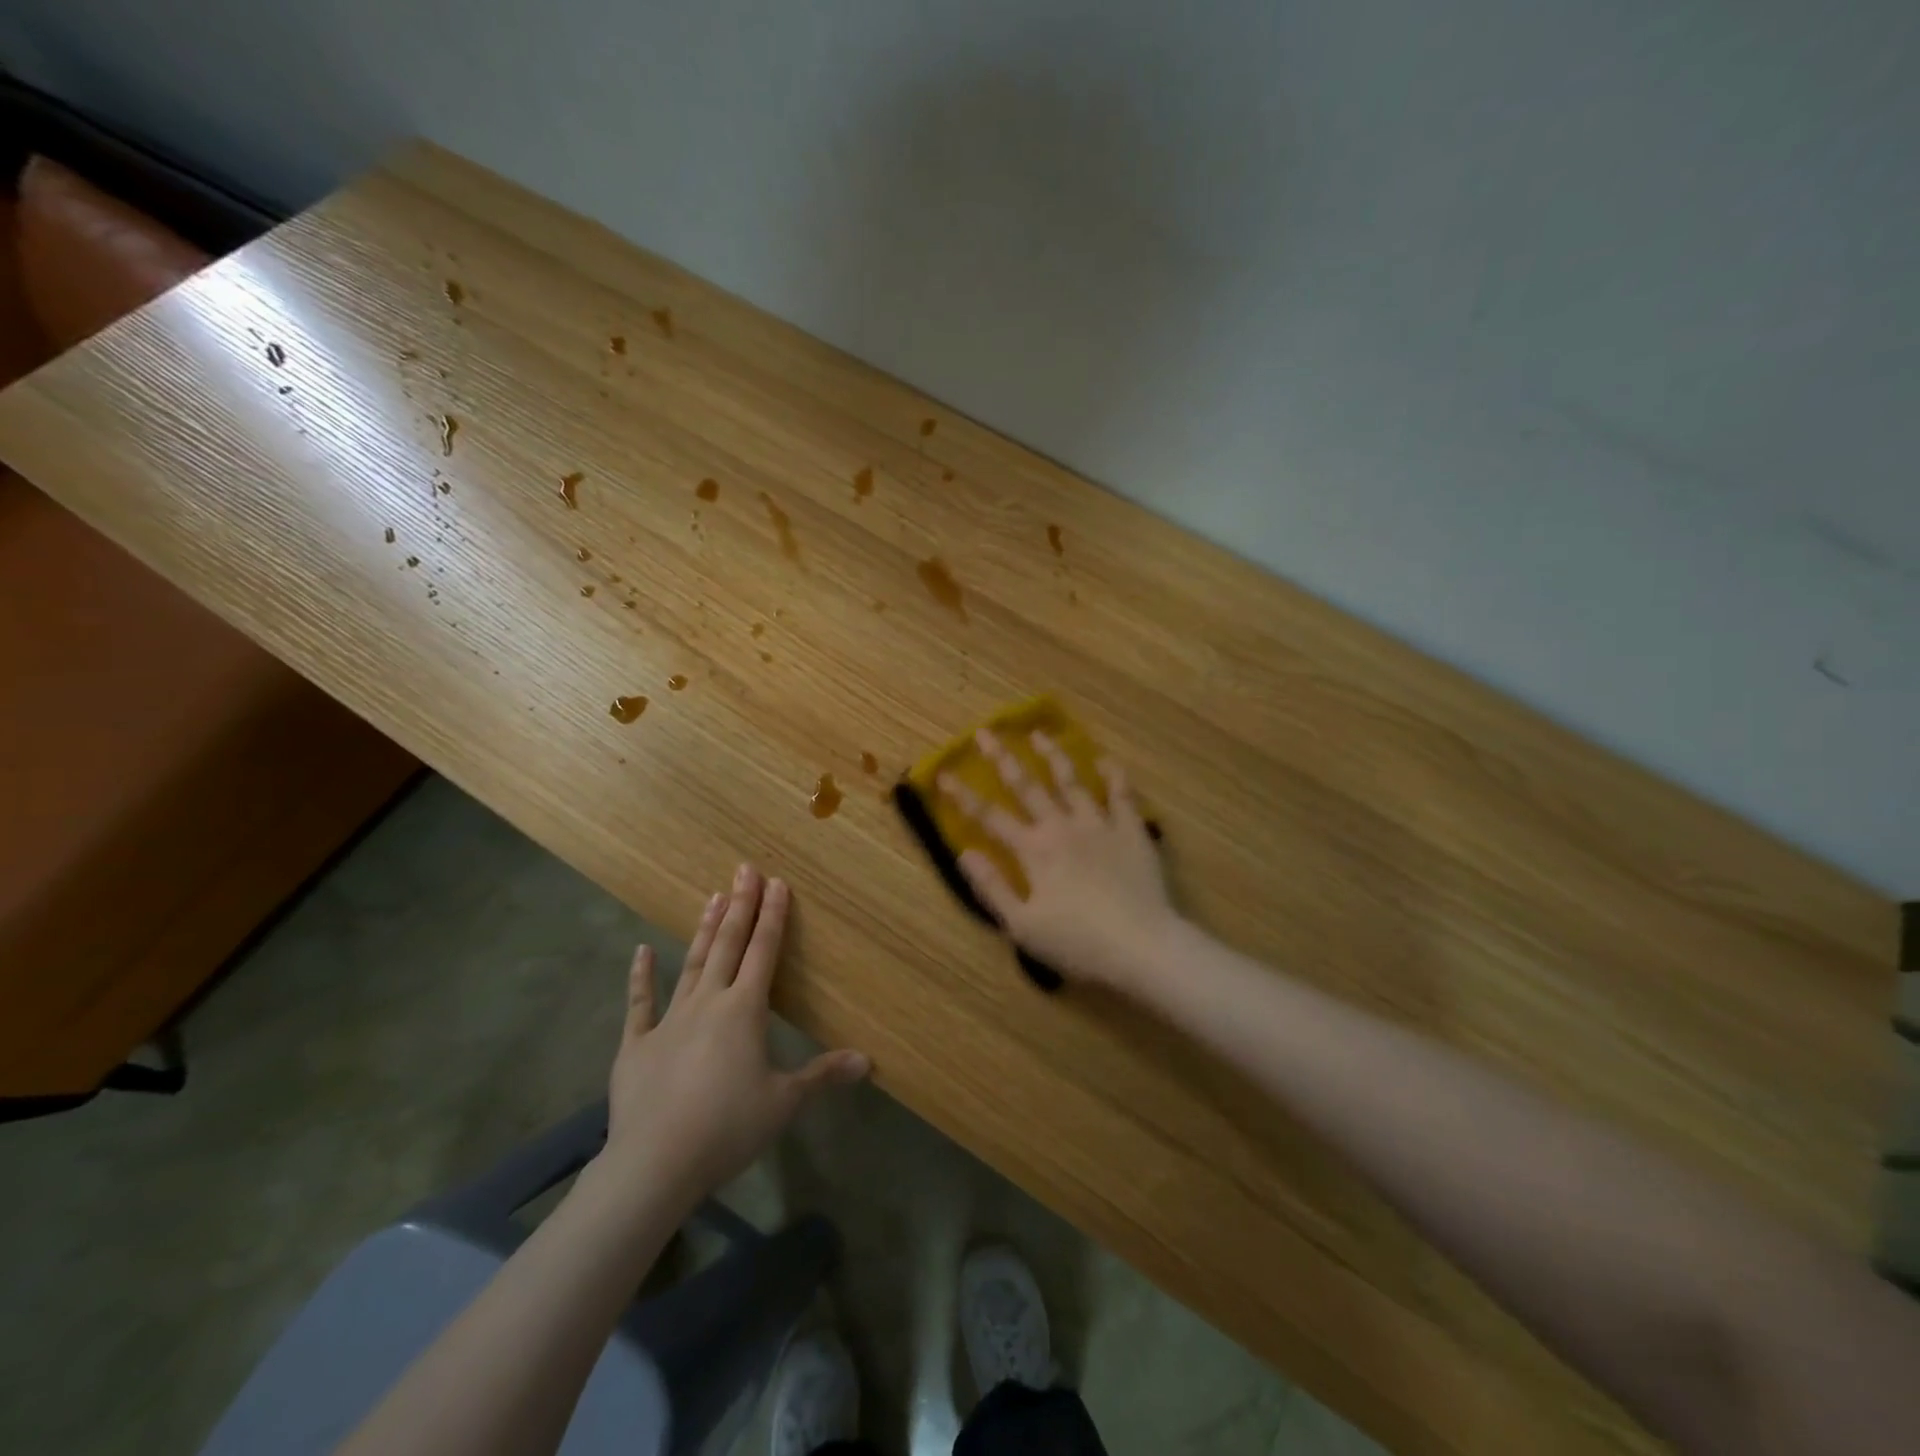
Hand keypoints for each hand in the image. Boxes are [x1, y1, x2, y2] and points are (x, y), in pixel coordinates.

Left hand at [600, 864, 869, 1204]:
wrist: (654, 1163)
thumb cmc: (727, 1128)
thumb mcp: (783, 1103)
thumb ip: (823, 1075)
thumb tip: (867, 1061)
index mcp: (744, 1011)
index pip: (764, 952)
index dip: (773, 916)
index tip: (777, 883)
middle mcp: (708, 1003)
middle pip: (729, 945)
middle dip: (740, 905)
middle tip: (744, 869)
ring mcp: (669, 1020)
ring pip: (692, 964)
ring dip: (705, 930)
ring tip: (713, 897)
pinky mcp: (637, 1045)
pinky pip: (640, 1003)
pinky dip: (640, 976)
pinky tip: (641, 951)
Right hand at [938, 729, 1175, 991]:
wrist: (1142, 946)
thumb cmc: (1078, 942)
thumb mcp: (1022, 926)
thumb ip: (992, 887)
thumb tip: (965, 853)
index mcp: (1033, 850)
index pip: (990, 817)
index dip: (963, 796)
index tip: (944, 774)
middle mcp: (1062, 827)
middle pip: (1027, 786)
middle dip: (1003, 759)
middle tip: (986, 733)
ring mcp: (1099, 824)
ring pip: (1072, 781)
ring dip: (1053, 755)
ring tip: (1039, 734)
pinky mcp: (1131, 831)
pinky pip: (1122, 794)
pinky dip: (1113, 775)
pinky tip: (1106, 760)